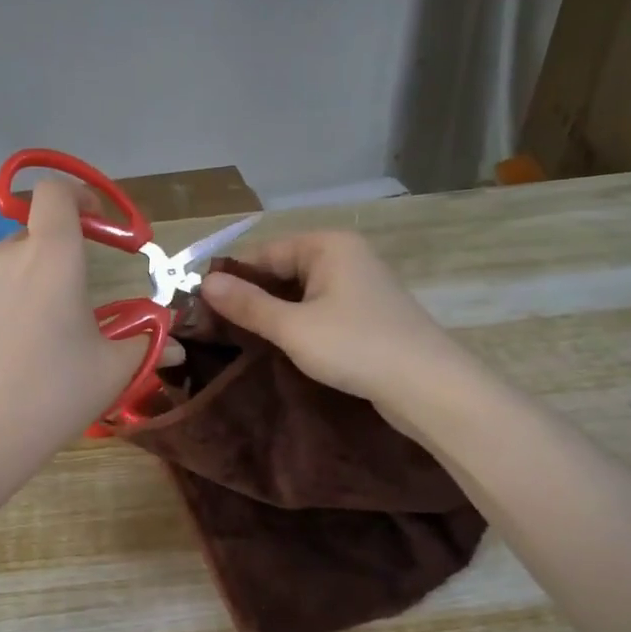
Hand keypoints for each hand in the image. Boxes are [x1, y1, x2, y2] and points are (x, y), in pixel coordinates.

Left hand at [0, 178, 149, 461]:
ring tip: (38, 336)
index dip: (77, 195)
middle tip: (73, 304)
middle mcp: (5, 255)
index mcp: (52, 257)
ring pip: (7, 265)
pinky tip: (5, 354)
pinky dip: (0, 307)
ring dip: (28, 283)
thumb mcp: (113, 369)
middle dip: (57, 256)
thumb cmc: (56, 393)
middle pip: (35, 235)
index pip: (55, 192)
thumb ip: (147, 343)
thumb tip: (176, 344)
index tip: (95, 222)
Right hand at [198, 232, 456, 404]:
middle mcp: (346, 255)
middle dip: (252, 297)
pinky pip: (322, 310)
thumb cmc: (356, 347)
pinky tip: (282, 347)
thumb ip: (248, 304)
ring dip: (274, 314)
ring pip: (302, 293)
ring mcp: (361, 285)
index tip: (201, 308)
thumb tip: (205, 283)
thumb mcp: (293, 327)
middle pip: (284, 270)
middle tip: (216, 329)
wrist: (428, 386)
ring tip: (242, 341)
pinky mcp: (369, 313)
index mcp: (328, 245)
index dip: (232, 278)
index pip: (264, 252)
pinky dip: (300, 324)